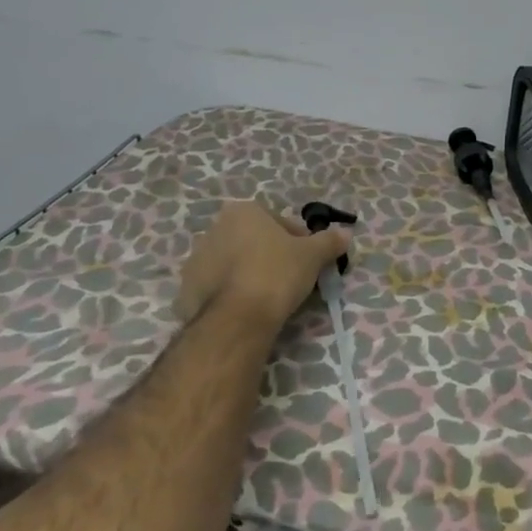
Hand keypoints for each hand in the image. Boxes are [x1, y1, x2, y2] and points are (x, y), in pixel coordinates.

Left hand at [172, 201, 351, 330]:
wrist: (236, 319)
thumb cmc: (277, 273)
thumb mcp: (312, 255)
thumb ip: (329, 241)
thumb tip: (346, 233)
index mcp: (243, 211)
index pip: (279, 222)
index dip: (298, 241)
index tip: (308, 261)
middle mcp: (214, 229)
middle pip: (253, 241)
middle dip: (270, 255)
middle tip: (290, 279)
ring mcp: (196, 260)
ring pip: (233, 264)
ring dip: (249, 274)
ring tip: (268, 298)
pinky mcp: (185, 290)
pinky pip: (217, 287)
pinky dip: (231, 294)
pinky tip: (247, 310)